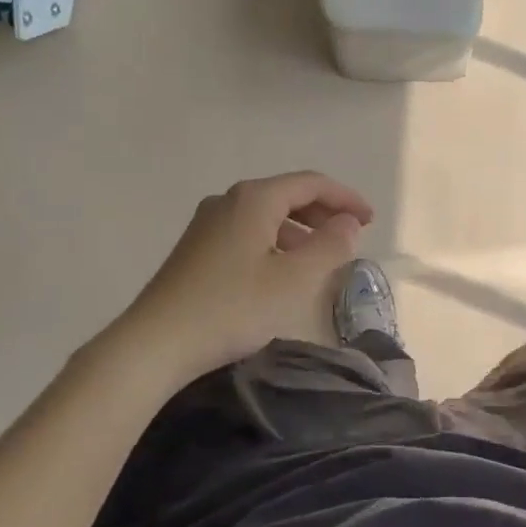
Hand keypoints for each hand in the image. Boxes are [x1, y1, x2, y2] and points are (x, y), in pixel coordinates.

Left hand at [120, 172, 373, 382]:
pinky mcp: (196, 248)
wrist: (155, 343)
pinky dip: (275, 241)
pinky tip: (280, 271)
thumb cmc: (232, 307)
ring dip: (299, 229)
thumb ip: (330, 246)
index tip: (370, 220)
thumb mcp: (294, 280)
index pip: (311, 183)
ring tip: (320, 257)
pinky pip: (248, 231)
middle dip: (323, 211)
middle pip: (287, 194)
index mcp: (254, 199)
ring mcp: (207, 223)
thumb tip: (349, 223)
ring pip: (266, 215)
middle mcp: (229, 200)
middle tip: (351, 235)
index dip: (345, 197)